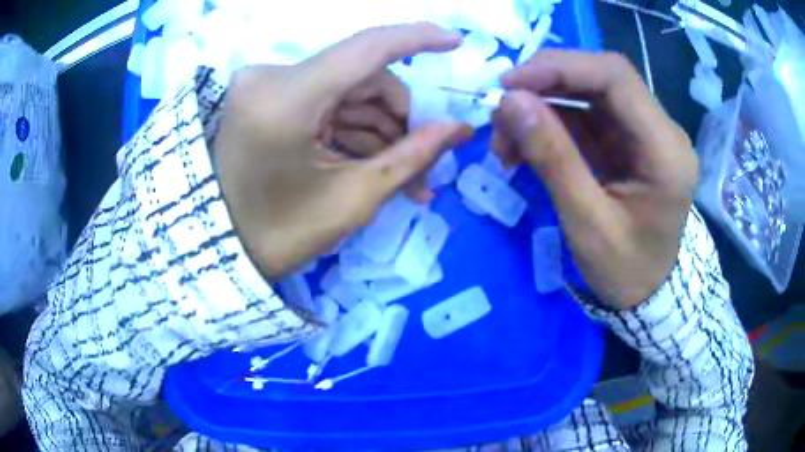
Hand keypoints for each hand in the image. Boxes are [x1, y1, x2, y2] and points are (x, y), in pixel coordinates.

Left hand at [213, 23, 472, 279]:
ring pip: (347, 91)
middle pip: (361, 77)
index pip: (366, 48)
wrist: (223, 248)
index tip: (455, 41)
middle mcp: (271, 78)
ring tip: (404, 177)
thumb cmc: (281, 234)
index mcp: (286, 99)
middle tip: (424, 164)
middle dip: (399, 118)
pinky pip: (325, 102)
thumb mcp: (353, 199)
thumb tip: (462, 128)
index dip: (417, 39)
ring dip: (380, 129)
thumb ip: (413, 156)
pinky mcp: (267, 97)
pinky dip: (353, 128)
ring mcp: (266, 86)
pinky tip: (372, 162)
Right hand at [493, 51, 696, 309]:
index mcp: (665, 151)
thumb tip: (508, 102)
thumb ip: (552, 158)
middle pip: (601, 77)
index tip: (509, 84)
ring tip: (505, 139)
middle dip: (545, 84)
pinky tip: (523, 145)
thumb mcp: (587, 223)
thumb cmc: (624, 271)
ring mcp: (644, 133)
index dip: (560, 67)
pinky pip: (586, 116)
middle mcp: (661, 130)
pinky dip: (551, 124)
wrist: (646, 293)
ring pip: (588, 93)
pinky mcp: (627, 141)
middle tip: (500, 107)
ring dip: (542, 106)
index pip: (616, 77)